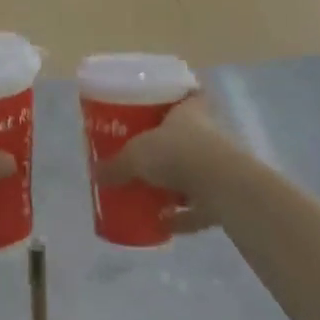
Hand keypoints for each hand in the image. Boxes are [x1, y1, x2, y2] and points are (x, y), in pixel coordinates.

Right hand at [96, 94, 235, 234]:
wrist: (220, 186)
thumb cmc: (176, 153)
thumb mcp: (136, 155)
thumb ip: (116, 165)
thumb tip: (96, 174)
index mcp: (189, 113)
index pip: (190, 95)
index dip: (179, 98)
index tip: (164, 105)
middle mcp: (208, 135)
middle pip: (188, 137)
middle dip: (169, 147)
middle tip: (146, 155)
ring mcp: (219, 168)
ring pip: (195, 172)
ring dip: (177, 184)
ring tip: (152, 193)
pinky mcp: (223, 198)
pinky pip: (199, 207)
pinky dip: (183, 216)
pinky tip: (163, 225)